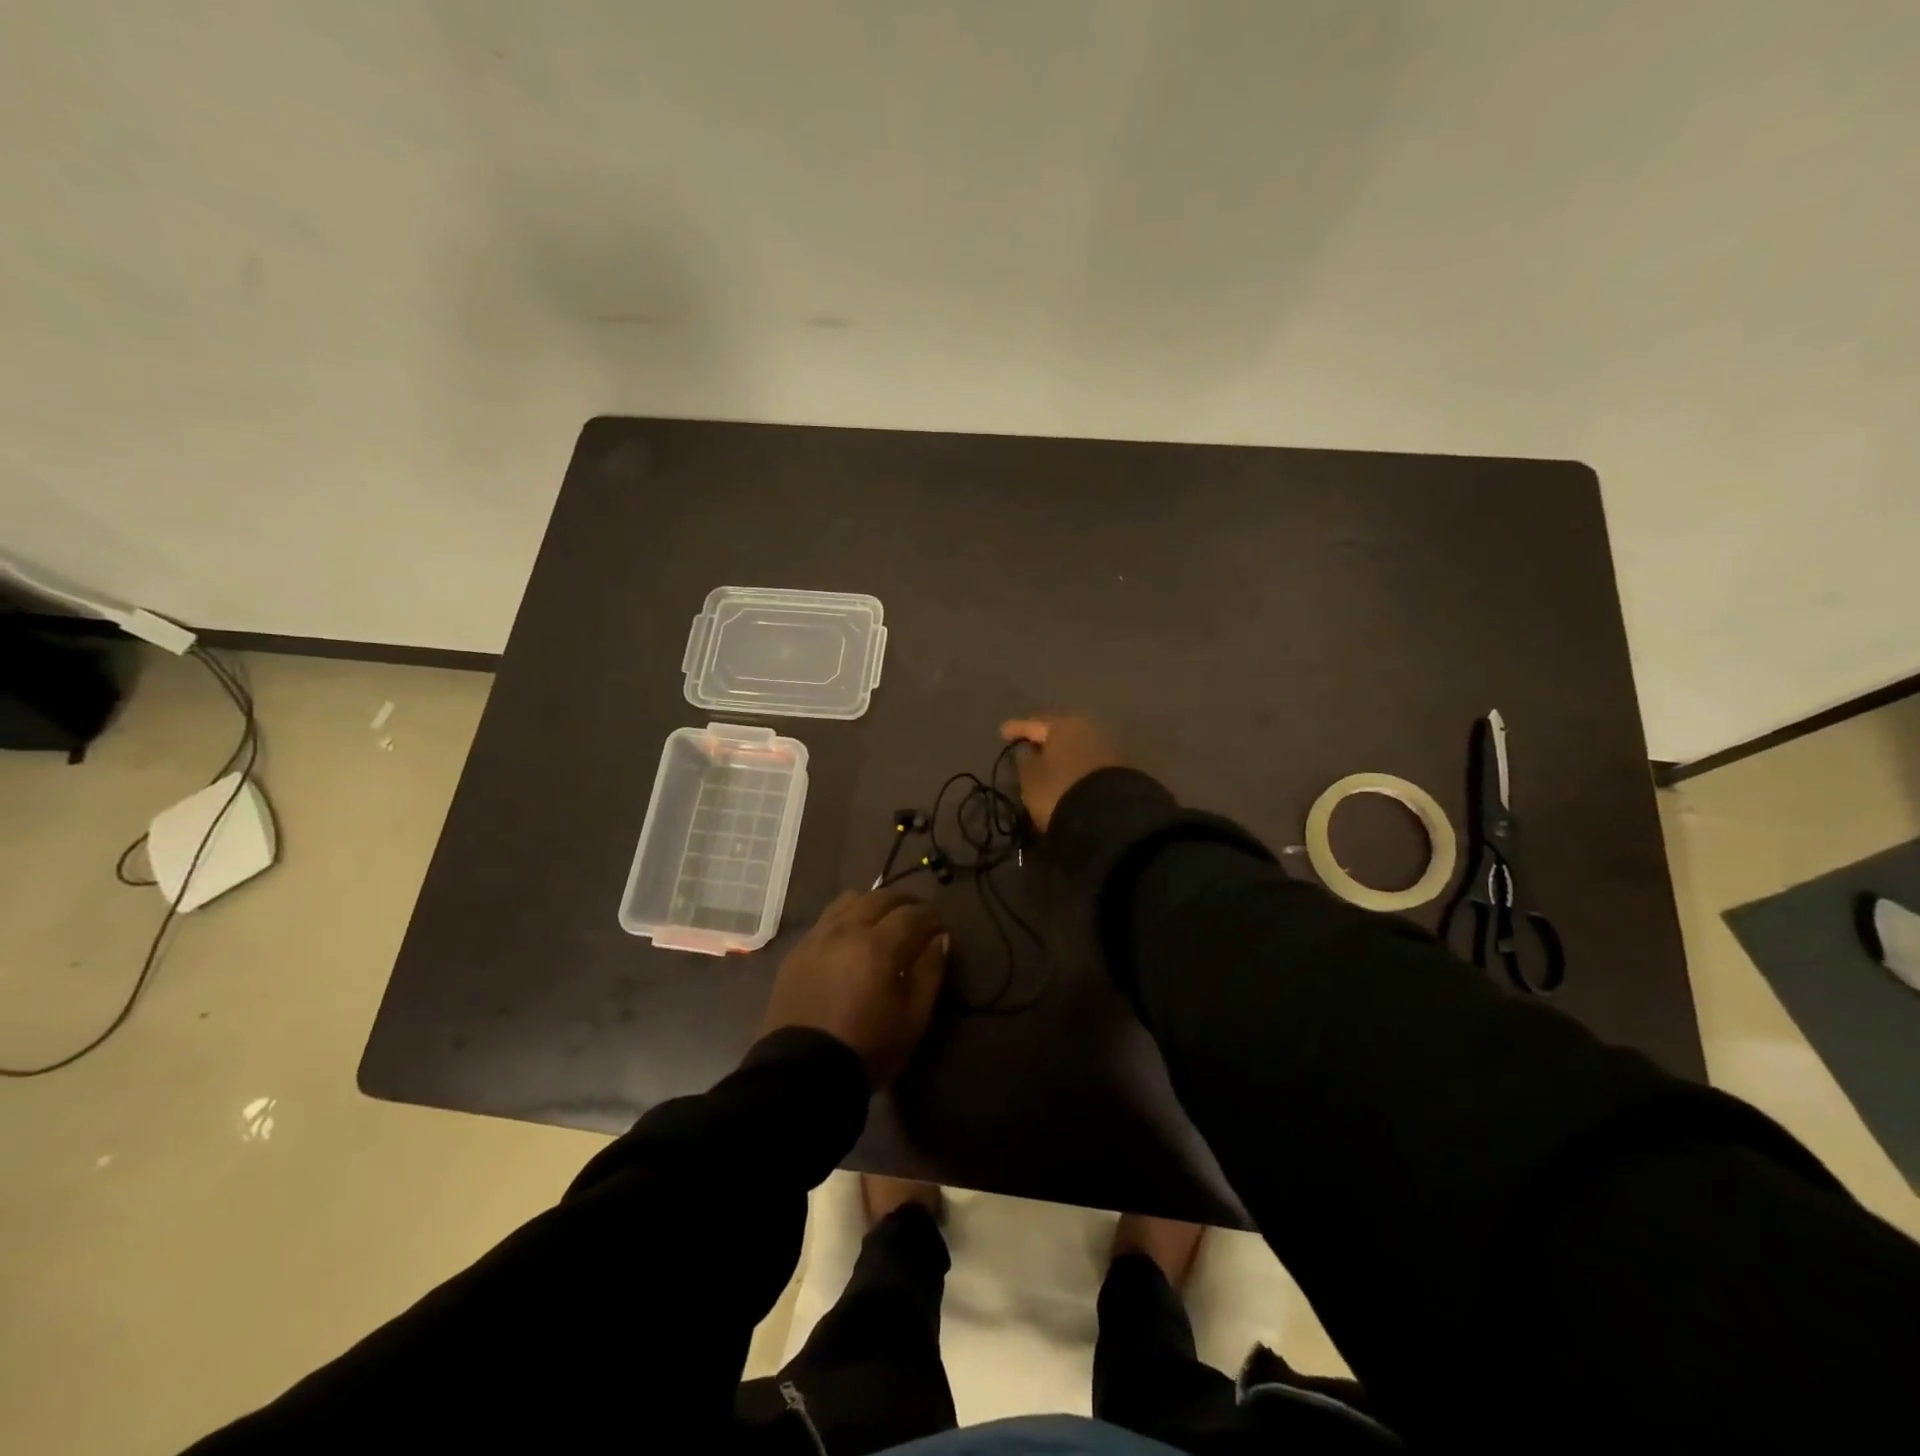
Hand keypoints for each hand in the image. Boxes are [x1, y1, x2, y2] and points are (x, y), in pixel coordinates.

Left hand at [762, 889, 948, 1089]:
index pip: (912, 914)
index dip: (931, 916)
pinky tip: (851, 936)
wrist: (801, 1074)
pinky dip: (846, 917)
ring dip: (873, 903)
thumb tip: (940, 938)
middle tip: (917, 917)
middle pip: (880, 897)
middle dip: (904, 902)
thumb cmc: (867, 1049)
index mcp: (878, 945)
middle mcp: (846, 930)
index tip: (940, 926)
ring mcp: (817, 937)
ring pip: (849, 900)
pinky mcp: (797, 951)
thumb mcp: (913, 1018)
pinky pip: (826, 918)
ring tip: (883, 921)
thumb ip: (930, 972)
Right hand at [999, 714, 1127, 831]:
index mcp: (1063, 724)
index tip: (1003, 732)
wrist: (1110, 817)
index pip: (1034, 724)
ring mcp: (1109, 747)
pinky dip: (1078, 766)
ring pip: (1077, 746)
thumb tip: (1031, 751)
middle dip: (1045, 739)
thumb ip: (1026, 760)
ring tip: (1050, 764)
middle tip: (1030, 746)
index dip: (1017, 729)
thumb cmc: (1059, 789)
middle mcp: (1089, 728)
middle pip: (1060, 731)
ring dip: (1063, 753)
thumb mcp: (1030, 778)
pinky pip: (1090, 762)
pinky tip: (1070, 775)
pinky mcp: (1121, 768)